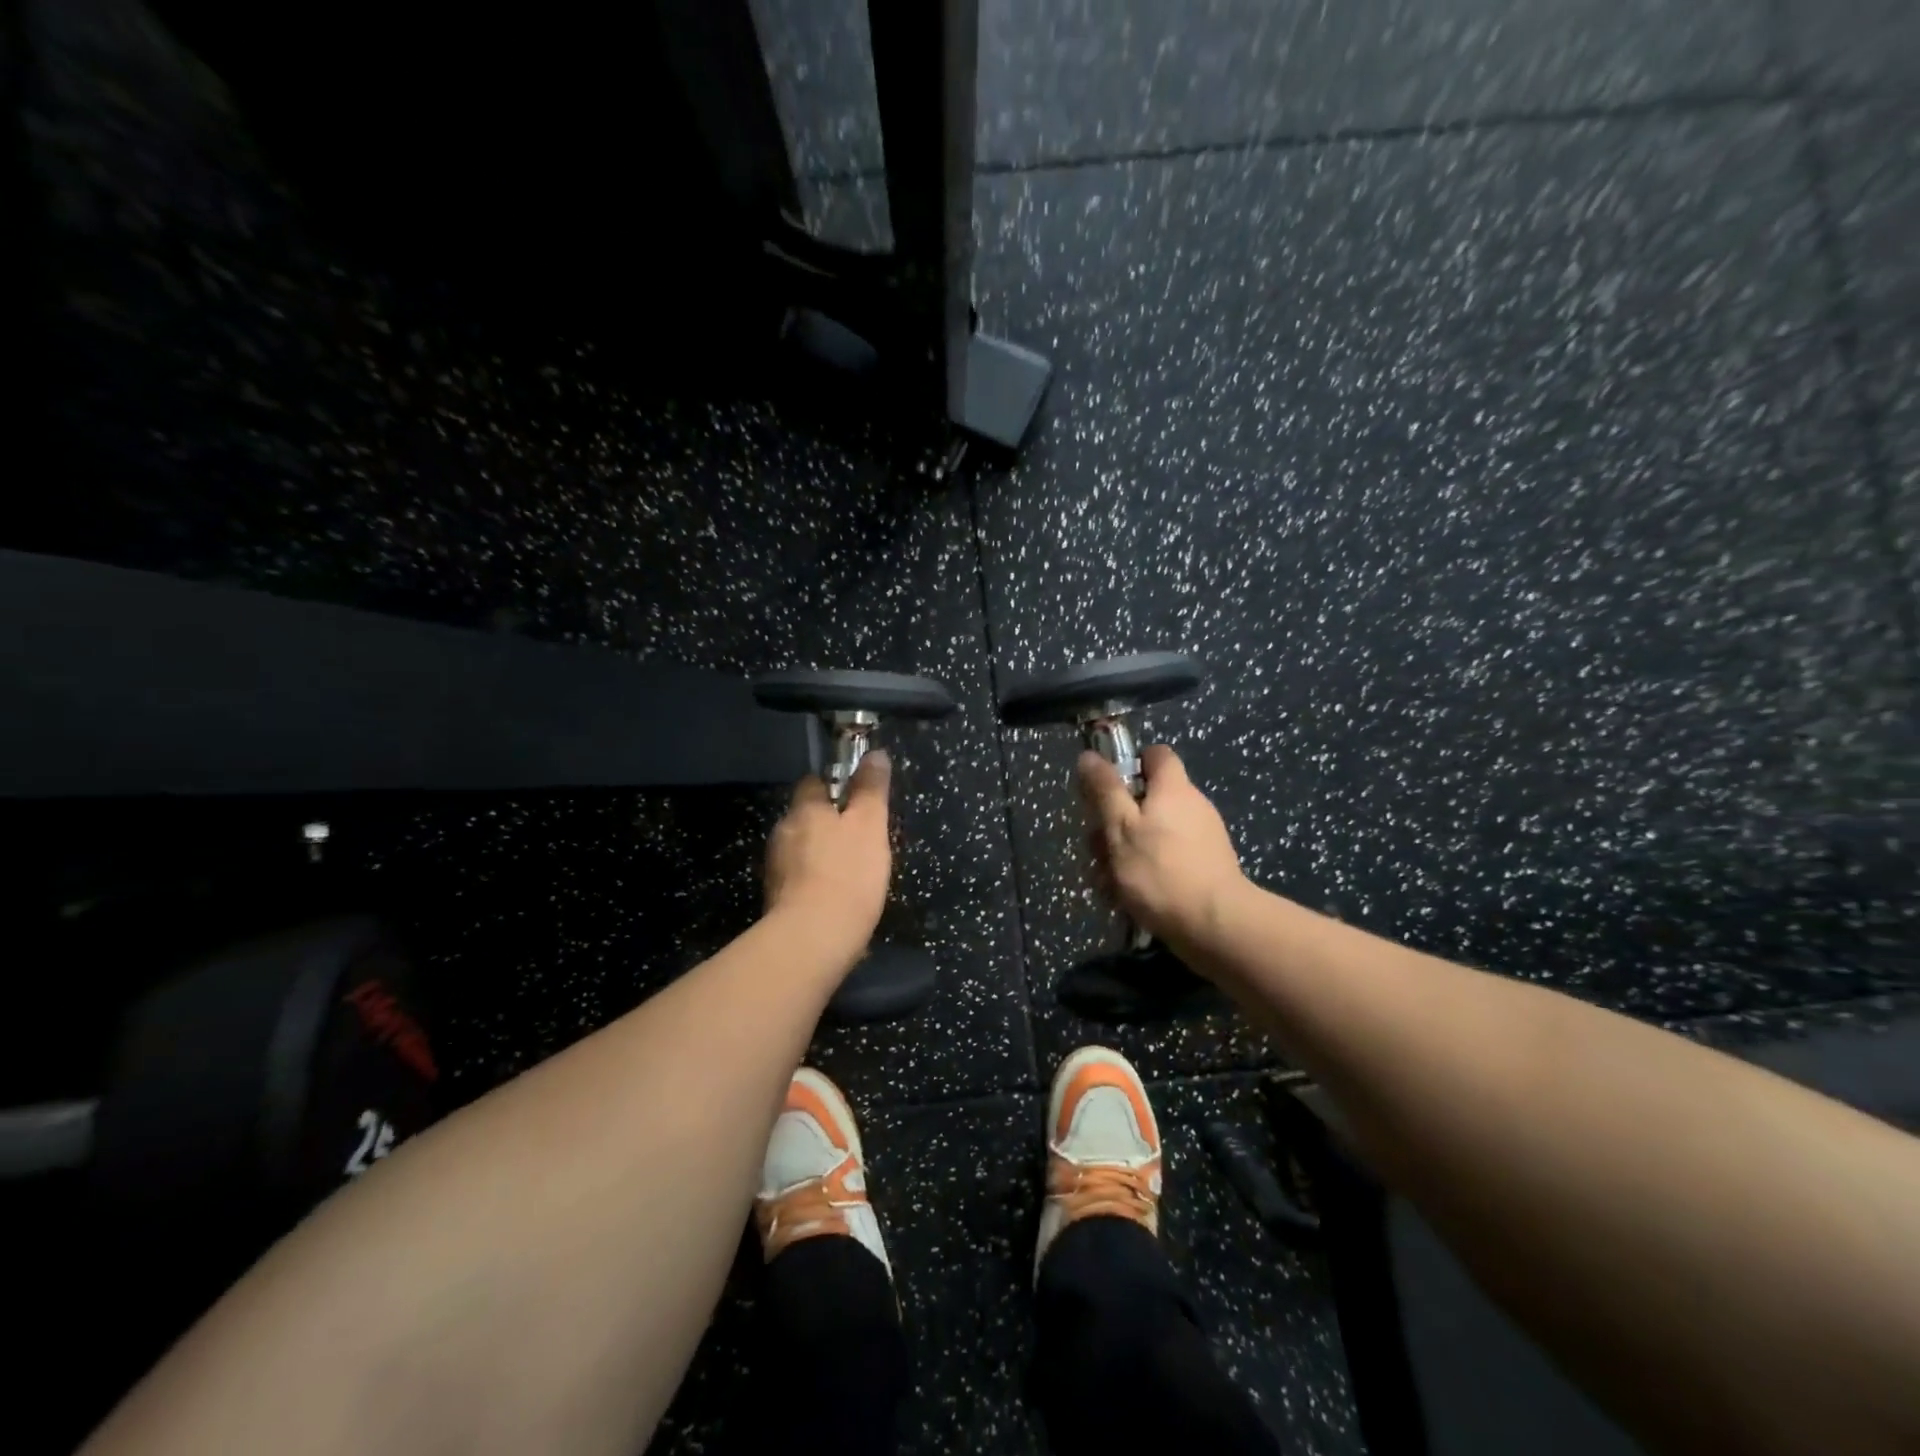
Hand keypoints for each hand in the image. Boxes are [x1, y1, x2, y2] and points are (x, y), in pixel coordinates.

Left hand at [764, 750, 892, 947]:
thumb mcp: (870, 826)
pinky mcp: (776, 899)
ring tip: (852, 872)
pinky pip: (799, 879)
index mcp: (804, 810)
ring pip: (802, 849)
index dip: (835, 786)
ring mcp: (775, 868)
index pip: (813, 782)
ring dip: (822, 854)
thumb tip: (875, 754)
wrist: (813, 939)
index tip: (858, 800)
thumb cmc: (848, 874)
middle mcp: (783, 833)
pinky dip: (815, 881)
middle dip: (829, 823)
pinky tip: (836, 897)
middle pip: (806, 817)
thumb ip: (871, 789)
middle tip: (862, 839)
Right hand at [1077, 745, 1246, 951]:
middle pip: (1145, 801)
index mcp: (1173, 788)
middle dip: (1115, 823)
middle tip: (1098, 850)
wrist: (1215, 927)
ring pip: (1150, 835)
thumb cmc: (1160, 870)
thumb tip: (1089, 756)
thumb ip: (1104, 790)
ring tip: (1107, 883)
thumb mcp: (1120, 827)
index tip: (1107, 790)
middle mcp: (1192, 806)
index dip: (1129, 765)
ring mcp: (1201, 839)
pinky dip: (1145, 874)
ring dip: (1124, 854)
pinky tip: (1127, 899)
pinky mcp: (1204, 869)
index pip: (1155, 755)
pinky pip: (1166, 860)